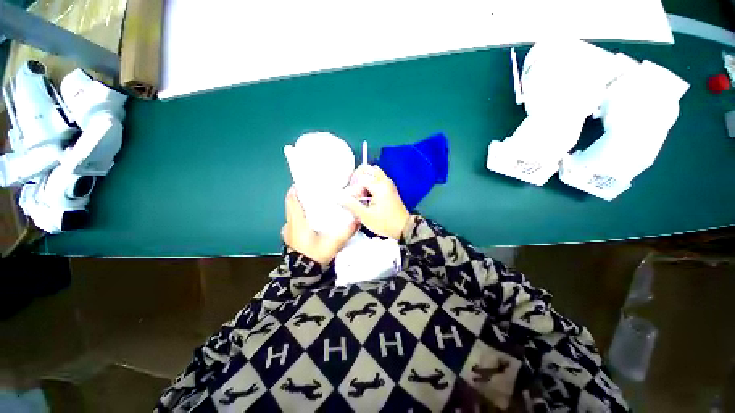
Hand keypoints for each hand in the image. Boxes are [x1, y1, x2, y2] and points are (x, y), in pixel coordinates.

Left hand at [282, 187, 357, 265]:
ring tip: (315, 205)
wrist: (302, 276)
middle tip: (316, 193)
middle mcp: (290, 224)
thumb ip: (346, 231)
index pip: (292, 200)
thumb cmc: (314, 256)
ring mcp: (288, 232)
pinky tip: (312, 221)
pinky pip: (294, 223)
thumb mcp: (333, 243)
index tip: (306, 183)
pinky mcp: (290, 239)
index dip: (296, 189)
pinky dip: (300, 218)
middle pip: (292, 205)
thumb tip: (358, 220)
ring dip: (301, 208)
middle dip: (302, 197)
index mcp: (297, 222)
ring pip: (293, 214)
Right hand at [340, 165, 409, 239]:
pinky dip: (369, 183)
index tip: (351, 199)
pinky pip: (377, 179)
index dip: (353, 188)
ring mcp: (388, 184)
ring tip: (359, 193)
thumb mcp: (365, 216)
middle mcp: (385, 181)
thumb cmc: (385, 223)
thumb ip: (351, 205)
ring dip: (364, 180)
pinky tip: (366, 195)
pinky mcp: (390, 188)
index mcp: (379, 186)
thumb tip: (338, 197)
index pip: (360, 178)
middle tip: (353, 190)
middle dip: (357, 178)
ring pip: (373, 173)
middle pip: (368, 169)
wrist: (403, 228)